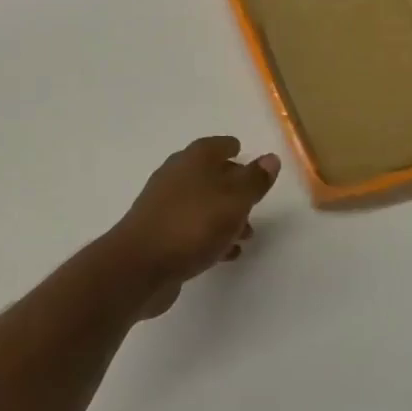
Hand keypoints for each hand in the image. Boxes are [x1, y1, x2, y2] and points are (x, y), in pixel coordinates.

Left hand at [107, 137, 280, 317]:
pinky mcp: (160, 235)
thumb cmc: (192, 224)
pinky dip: (211, 236)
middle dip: (231, 184)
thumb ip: (254, 180)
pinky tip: (226, 253)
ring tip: (247, 233)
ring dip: (224, 215)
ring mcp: (164, 206)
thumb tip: (270, 158)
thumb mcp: (234, 200)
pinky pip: (192, 229)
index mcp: (192, 161)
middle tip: (253, 196)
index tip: (241, 149)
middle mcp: (175, 177)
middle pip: (207, 174)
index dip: (229, 147)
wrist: (141, 264)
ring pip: (201, 204)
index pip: (213, 145)